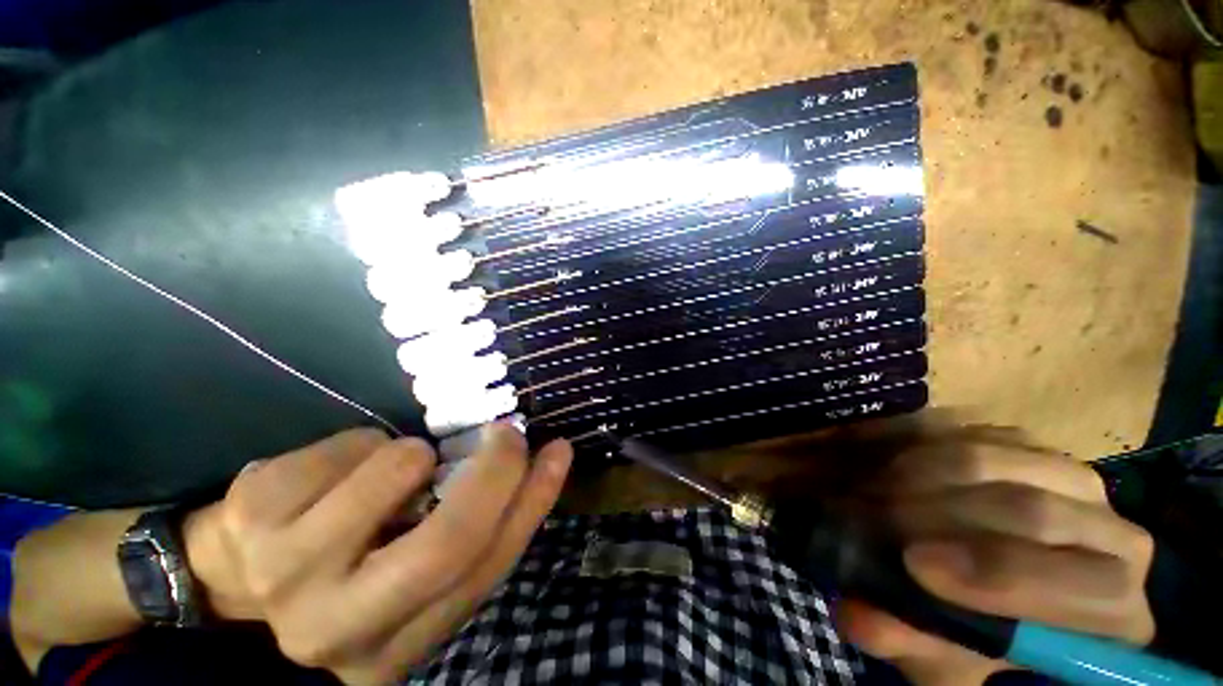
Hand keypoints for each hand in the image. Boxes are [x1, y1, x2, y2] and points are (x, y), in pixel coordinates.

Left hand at [183, 424, 571, 684]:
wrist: (236, 571)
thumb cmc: (347, 566)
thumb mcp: (412, 569)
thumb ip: (467, 538)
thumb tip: (529, 471)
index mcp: (393, 647)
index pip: (484, 572)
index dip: (532, 504)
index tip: (558, 452)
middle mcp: (339, 629)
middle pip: (445, 543)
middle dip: (494, 473)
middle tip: (510, 434)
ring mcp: (286, 572)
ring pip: (398, 473)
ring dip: (416, 453)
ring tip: (399, 464)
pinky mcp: (257, 512)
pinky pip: (354, 445)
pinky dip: (370, 442)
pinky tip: (341, 470)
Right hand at [837, 443, 1154, 685]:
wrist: (993, 575)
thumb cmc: (983, 630)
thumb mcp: (946, 656)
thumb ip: (911, 642)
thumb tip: (855, 616)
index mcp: (1116, 610)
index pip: (1090, 589)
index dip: (999, 574)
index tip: (912, 561)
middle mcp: (1113, 534)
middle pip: (1032, 512)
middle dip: (938, 513)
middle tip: (870, 516)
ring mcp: (1072, 476)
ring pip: (993, 460)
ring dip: (919, 473)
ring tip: (871, 490)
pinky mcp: (1028, 444)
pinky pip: (968, 433)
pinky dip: (917, 447)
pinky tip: (889, 468)